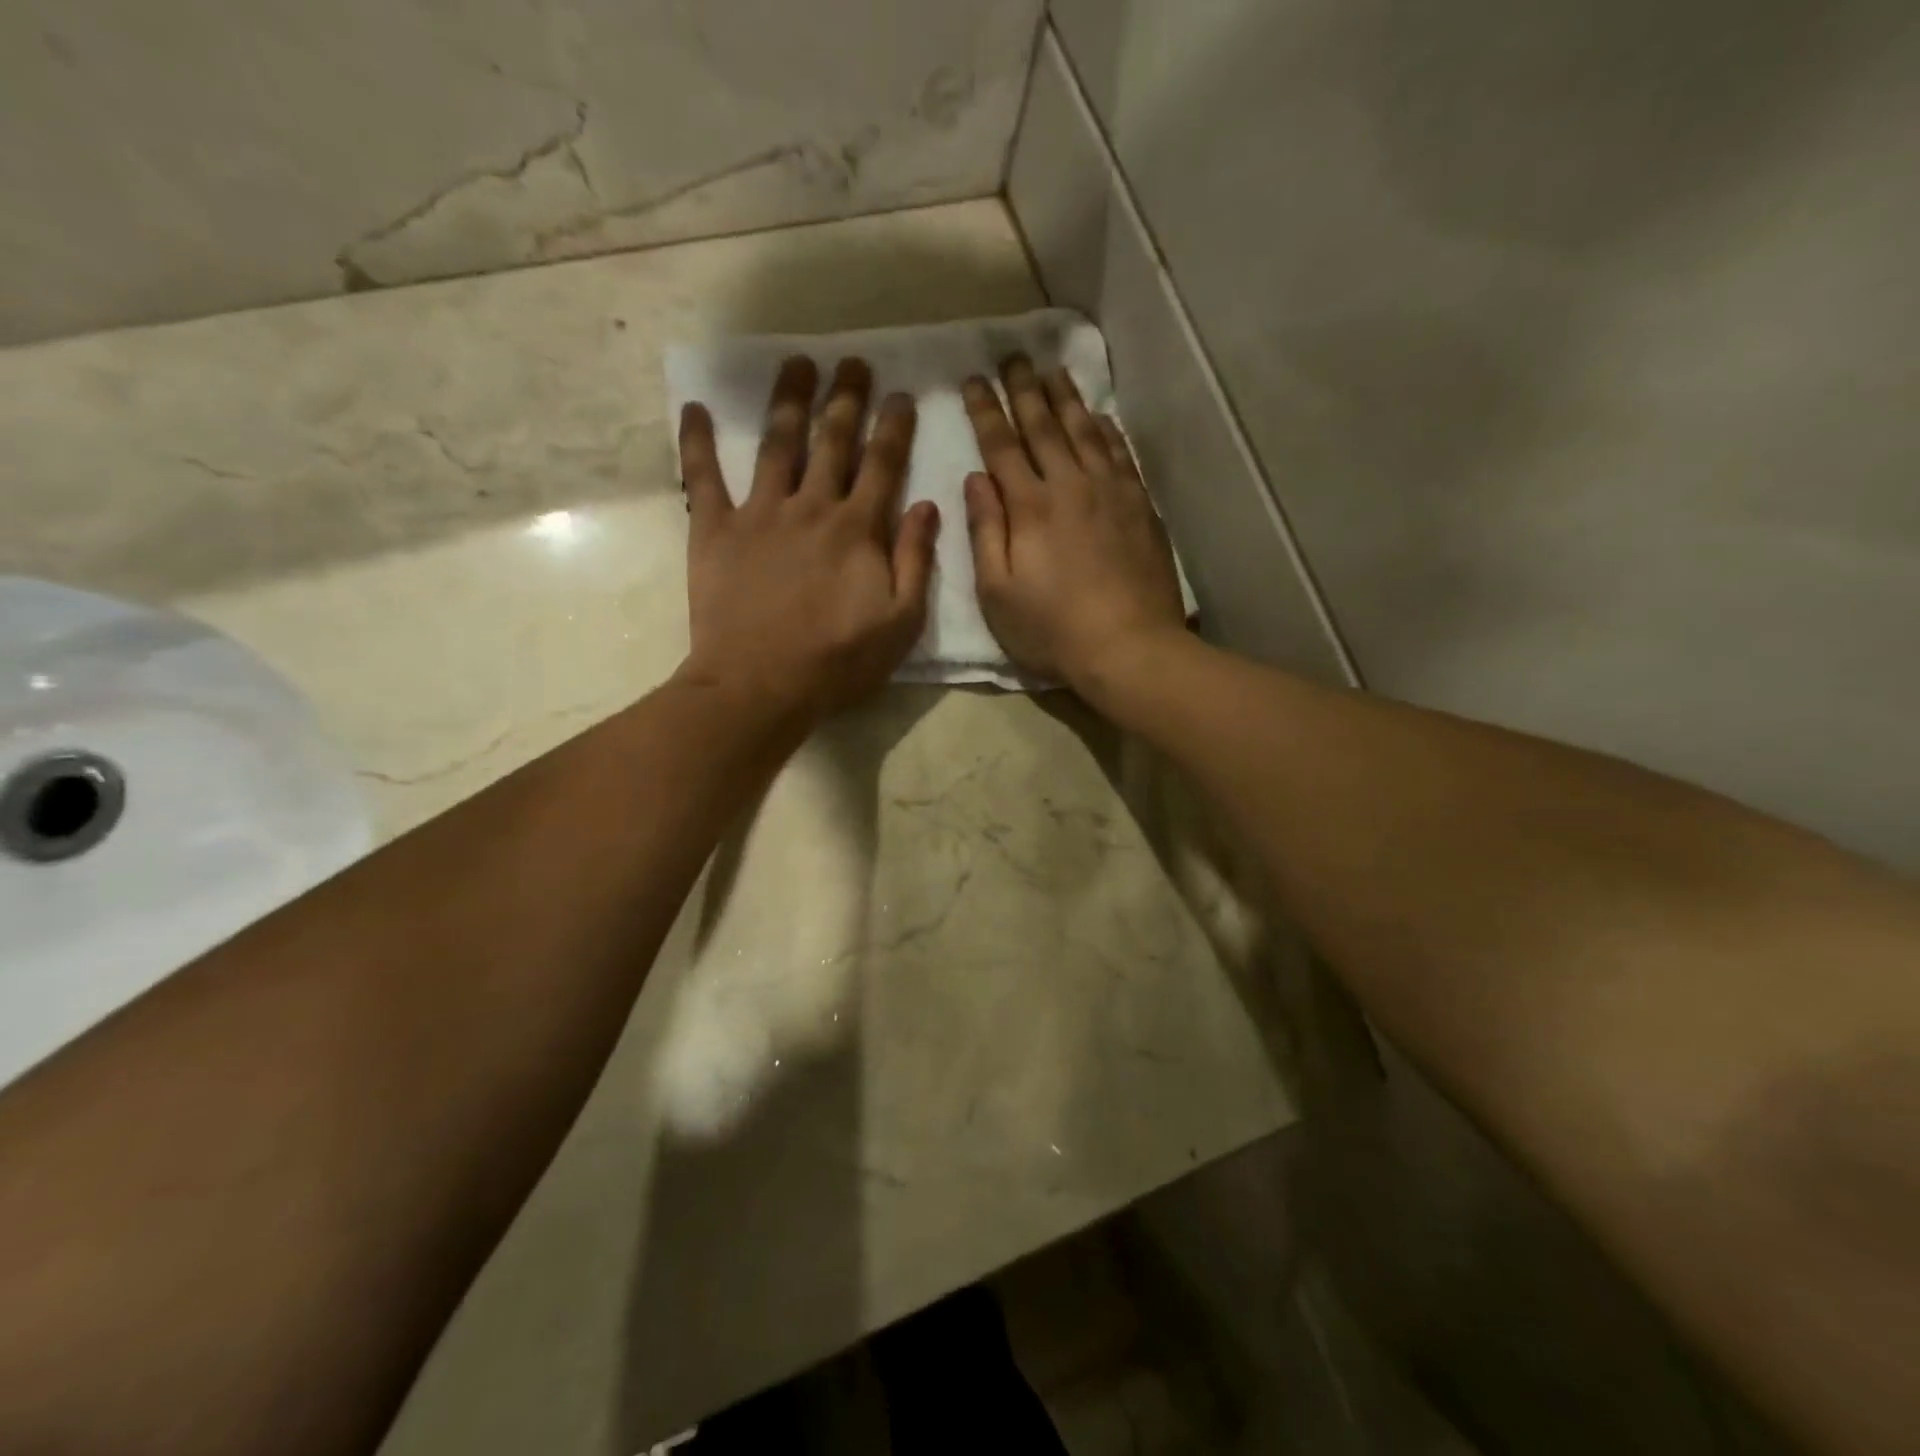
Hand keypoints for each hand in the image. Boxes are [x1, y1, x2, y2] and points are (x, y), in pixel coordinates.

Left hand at [678, 356, 937, 719]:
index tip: (901, 395)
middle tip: (853, 361)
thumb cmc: (837, 661)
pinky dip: (697, 441)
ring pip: (777, 444)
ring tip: (797, 364)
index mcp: (859, 529)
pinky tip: (695, 407)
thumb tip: (927, 505)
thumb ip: (916, 561)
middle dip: (846, 398)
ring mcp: (759, 513)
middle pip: (832, 441)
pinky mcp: (714, 530)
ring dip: (789, 401)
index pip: (883, 465)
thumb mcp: (900, 622)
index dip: (894, 427)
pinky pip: (702, 476)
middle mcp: (811, 507)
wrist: (761, 685)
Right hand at [962, 356, 1184, 691]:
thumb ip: (986, 532)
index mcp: (1030, 507)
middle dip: (1025, 389)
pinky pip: (1122, 454)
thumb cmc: (1052, 629)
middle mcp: (1070, 486)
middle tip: (1014, 356)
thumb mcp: (998, 592)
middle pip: (1044, 426)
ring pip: (1085, 432)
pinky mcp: (1140, 507)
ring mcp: (1111, 492)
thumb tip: (976, 479)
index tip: (974, 379)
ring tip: (1054, 370)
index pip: (1002, 445)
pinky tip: (1101, 417)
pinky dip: (1108, 430)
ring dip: (1067, 399)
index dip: (986, 410)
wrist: (1129, 646)